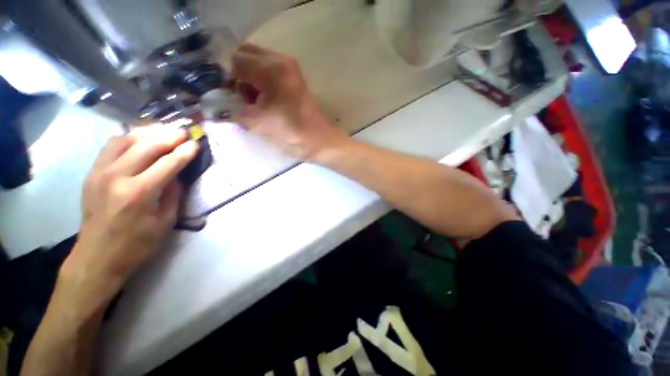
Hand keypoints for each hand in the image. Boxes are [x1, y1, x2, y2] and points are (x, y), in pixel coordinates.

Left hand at [59, 127, 197, 315]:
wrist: (97, 257)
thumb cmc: (137, 244)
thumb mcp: (166, 222)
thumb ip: (173, 194)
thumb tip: (177, 175)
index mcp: (140, 193)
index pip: (168, 163)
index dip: (185, 152)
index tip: (196, 144)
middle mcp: (117, 177)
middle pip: (147, 146)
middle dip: (169, 136)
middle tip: (184, 132)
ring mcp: (100, 173)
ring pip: (125, 140)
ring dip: (147, 134)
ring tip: (163, 133)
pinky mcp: (92, 174)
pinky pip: (110, 147)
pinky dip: (128, 139)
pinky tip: (139, 141)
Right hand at [231, 43, 349, 161]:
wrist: (321, 142)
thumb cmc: (292, 134)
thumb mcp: (257, 123)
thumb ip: (232, 110)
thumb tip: (218, 104)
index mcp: (271, 68)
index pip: (234, 61)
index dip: (225, 78)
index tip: (225, 96)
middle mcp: (281, 61)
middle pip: (245, 57)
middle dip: (236, 76)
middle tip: (238, 99)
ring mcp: (290, 70)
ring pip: (257, 65)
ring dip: (249, 81)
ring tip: (252, 103)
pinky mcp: (295, 81)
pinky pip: (270, 74)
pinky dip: (261, 84)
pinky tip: (263, 102)